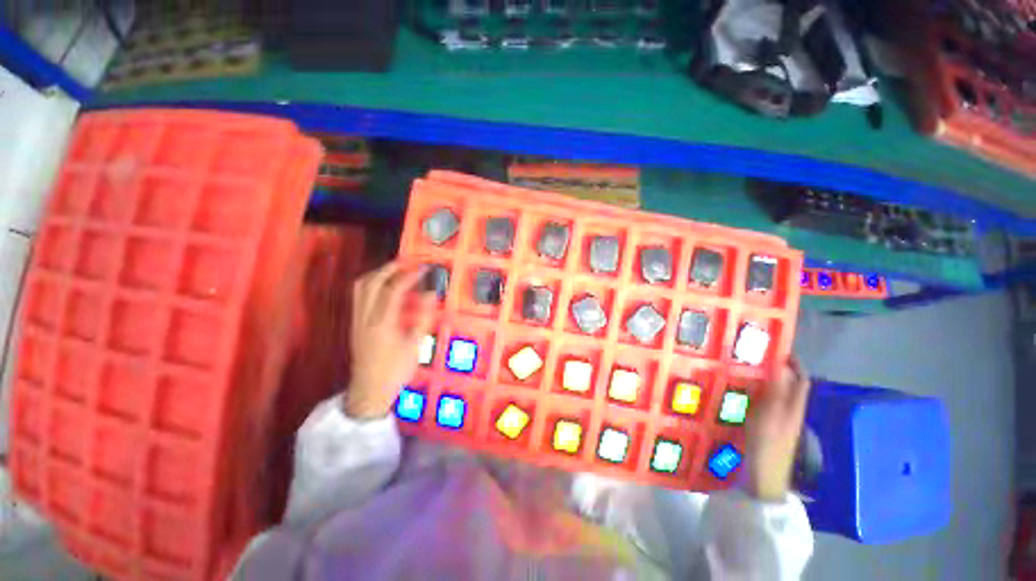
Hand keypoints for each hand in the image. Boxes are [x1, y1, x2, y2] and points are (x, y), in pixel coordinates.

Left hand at [346, 262, 435, 418]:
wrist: (369, 391)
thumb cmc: (395, 371)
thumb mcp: (415, 346)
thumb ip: (423, 317)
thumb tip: (431, 294)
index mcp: (382, 323)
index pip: (394, 290)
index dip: (409, 276)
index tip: (423, 268)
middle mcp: (365, 317)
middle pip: (371, 282)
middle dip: (390, 268)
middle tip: (408, 262)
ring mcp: (356, 320)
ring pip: (360, 287)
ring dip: (378, 273)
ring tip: (396, 270)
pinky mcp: (354, 324)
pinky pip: (359, 295)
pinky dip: (372, 284)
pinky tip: (385, 287)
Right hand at [744, 356, 810, 500]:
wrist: (763, 476)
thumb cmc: (767, 443)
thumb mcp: (771, 413)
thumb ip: (777, 389)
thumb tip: (781, 364)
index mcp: (794, 406)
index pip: (801, 379)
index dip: (794, 363)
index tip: (778, 348)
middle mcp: (790, 411)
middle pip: (789, 385)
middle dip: (776, 369)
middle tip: (753, 356)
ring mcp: (778, 421)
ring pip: (776, 394)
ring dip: (764, 380)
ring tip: (743, 370)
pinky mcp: (767, 428)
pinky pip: (764, 404)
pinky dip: (755, 394)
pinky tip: (739, 393)